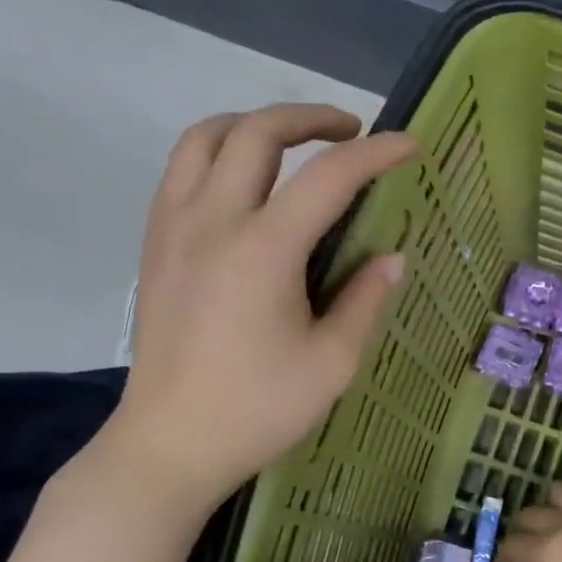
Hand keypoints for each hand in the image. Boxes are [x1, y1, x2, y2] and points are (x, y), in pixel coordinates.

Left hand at [99, 105, 416, 506]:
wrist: (170, 443)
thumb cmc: (258, 410)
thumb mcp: (332, 362)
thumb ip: (365, 300)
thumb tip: (391, 258)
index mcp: (263, 250)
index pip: (327, 177)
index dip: (375, 154)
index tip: (408, 146)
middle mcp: (212, 221)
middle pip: (256, 132)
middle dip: (310, 118)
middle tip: (351, 132)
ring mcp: (173, 229)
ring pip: (204, 138)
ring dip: (254, 124)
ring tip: (291, 143)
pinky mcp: (154, 246)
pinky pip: (181, 171)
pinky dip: (217, 153)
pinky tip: (244, 184)